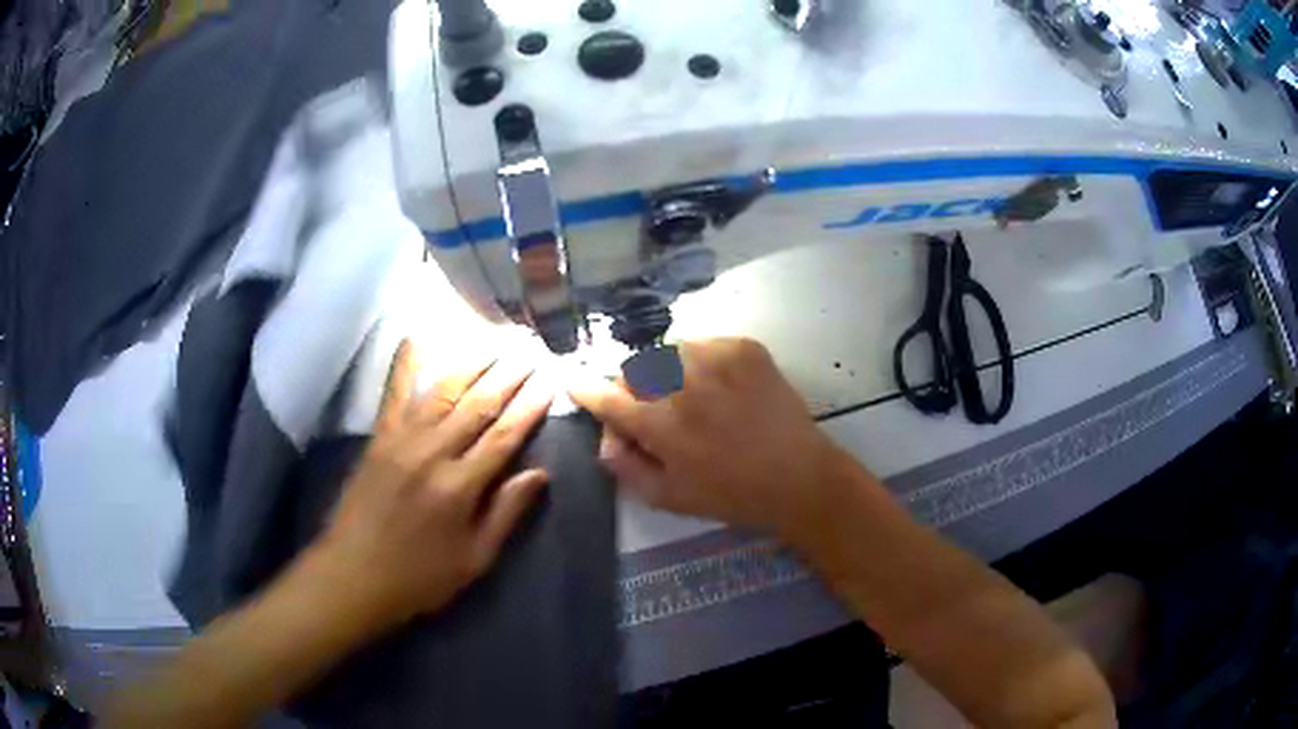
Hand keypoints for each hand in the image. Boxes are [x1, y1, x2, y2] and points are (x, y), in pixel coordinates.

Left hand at [318, 340, 552, 629]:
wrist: (355, 574)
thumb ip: (505, 513)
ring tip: (495, 342)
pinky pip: (393, 393)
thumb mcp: (473, 559)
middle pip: (477, 406)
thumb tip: (539, 474)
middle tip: (530, 350)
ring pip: (443, 392)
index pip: (504, 437)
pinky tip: (414, 337)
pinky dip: (404, 364)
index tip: (549, 382)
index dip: (529, 408)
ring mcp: (401, 440)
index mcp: (459, 488)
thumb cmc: (420, 576)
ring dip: (471, 364)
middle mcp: (432, 454)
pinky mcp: (378, 438)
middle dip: (507, 376)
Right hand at [570, 338, 849, 541]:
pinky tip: (718, 385)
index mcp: (662, 426)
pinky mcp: (744, 348)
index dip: (586, 390)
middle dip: (632, 387)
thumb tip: (604, 438)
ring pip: (666, 350)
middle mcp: (684, 385)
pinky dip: (700, 361)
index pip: (608, 398)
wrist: (799, 477)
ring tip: (687, 394)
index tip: (575, 383)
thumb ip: (626, 467)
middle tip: (651, 407)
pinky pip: (703, 343)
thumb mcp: (669, 498)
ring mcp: (716, 360)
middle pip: (634, 368)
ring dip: (665, 370)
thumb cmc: (732, 495)